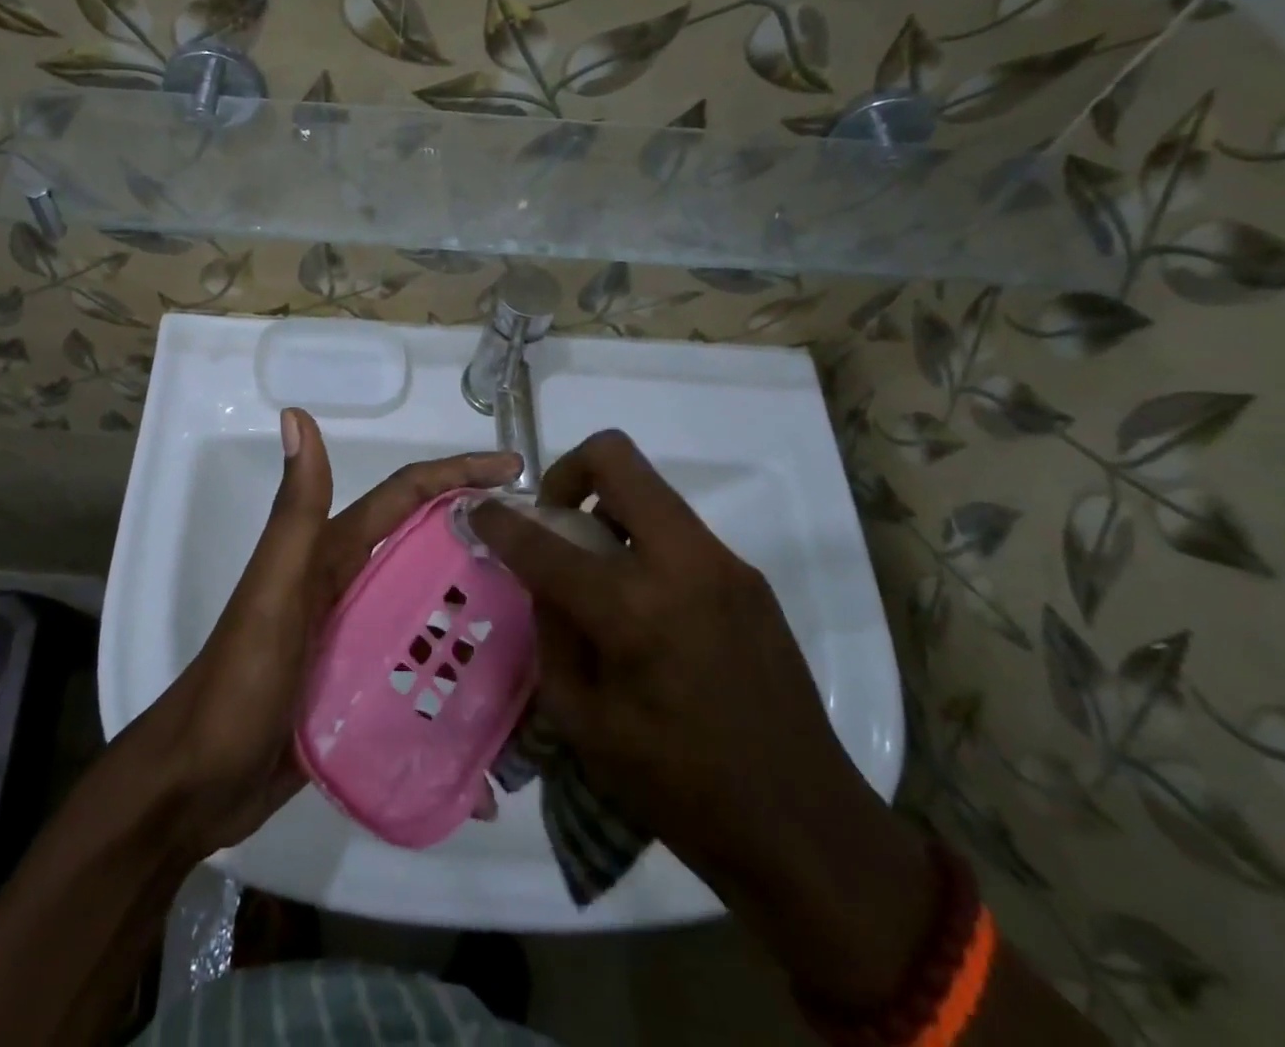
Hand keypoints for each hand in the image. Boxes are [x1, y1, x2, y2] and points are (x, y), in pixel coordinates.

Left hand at [141, 409, 520, 854]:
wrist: (198, 783)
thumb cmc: (240, 681)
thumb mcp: (274, 590)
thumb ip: (296, 510)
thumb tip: (296, 415)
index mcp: (333, 553)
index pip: (405, 496)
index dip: (457, 473)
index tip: (515, 470)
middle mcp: (349, 584)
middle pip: (425, 546)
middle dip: (480, 535)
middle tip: (543, 550)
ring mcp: (354, 636)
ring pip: (427, 605)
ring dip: (475, 604)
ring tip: (540, 622)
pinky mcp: (358, 686)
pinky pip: (418, 664)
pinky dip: (454, 669)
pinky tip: (496, 700)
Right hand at [471, 431, 938, 1011]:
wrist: (803, 825)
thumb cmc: (678, 787)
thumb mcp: (583, 720)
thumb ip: (552, 632)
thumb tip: (543, 579)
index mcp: (631, 610)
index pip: (546, 542)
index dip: (501, 522)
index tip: (480, 512)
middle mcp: (681, 564)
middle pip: (615, 459)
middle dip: (568, 473)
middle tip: (556, 521)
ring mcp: (723, 563)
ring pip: (650, 492)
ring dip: (609, 510)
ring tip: (598, 571)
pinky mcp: (749, 577)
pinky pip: (678, 532)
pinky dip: (644, 545)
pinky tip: (645, 606)